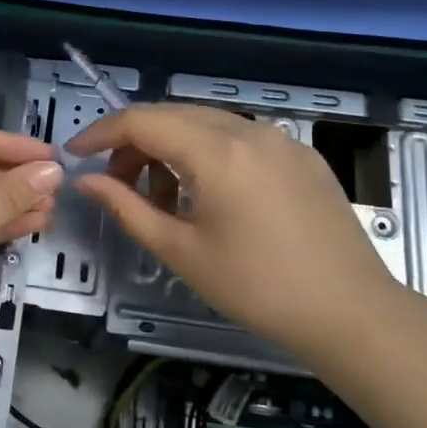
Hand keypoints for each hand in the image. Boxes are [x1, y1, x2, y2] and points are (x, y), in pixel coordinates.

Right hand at [67, 103, 403, 368]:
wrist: (350, 312)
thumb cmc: (256, 288)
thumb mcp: (180, 251)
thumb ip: (126, 207)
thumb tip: (86, 181)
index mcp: (217, 152)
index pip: (142, 121)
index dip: (101, 133)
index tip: (76, 155)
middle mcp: (249, 130)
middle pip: (173, 115)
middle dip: (134, 142)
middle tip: (115, 182)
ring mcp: (280, 139)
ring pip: (206, 123)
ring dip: (171, 147)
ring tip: (162, 197)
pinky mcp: (301, 155)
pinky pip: (239, 137)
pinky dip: (207, 153)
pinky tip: (207, 194)